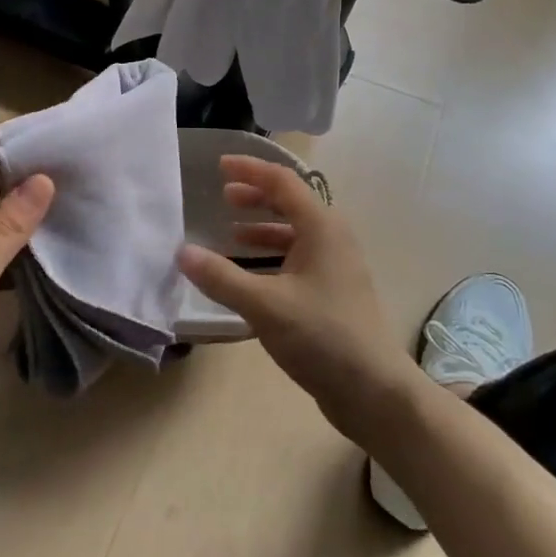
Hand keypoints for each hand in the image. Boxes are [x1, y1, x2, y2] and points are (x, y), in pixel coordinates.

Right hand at [178, 155, 420, 443]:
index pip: (283, 181)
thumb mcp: (264, 305)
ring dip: (262, 227)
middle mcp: (332, 239)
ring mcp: (336, 266)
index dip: (250, 169)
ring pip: (294, 232)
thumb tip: (182, 252)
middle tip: (223, 196)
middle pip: (291, 203)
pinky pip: (297, 258)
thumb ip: (221, 277)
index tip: (219, 166)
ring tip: (230, 233)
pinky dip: (271, 256)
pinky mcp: (333, 292)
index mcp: (322, 228)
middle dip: (256, 195)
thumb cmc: (322, 336)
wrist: (373, 390)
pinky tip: (249, 274)